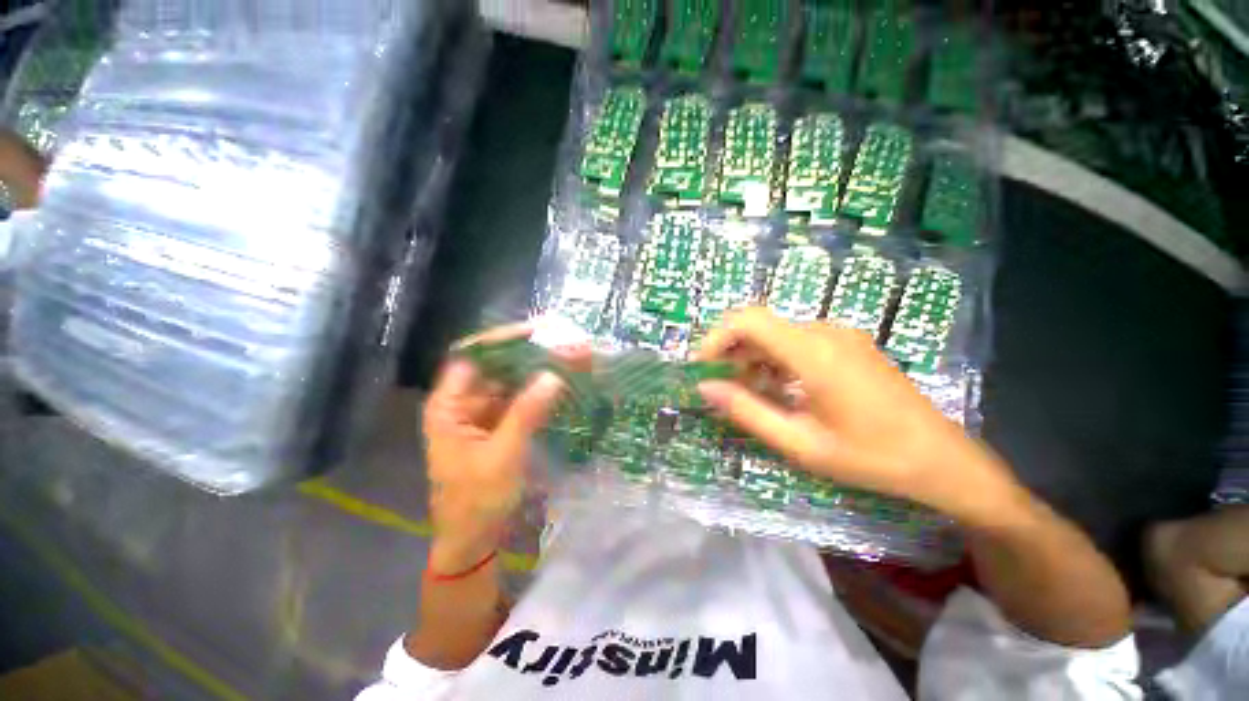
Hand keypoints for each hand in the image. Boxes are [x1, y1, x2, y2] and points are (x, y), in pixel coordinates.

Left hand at [422, 325, 565, 572]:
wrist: (473, 541)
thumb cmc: (476, 502)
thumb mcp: (502, 456)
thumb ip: (527, 413)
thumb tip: (553, 376)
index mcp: (449, 406)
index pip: (473, 356)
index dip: (504, 339)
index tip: (539, 331)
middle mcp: (464, 402)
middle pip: (497, 365)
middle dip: (532, 353)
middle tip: (566, 342)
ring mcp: (484, 413)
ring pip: (513, 380)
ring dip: (541, 369)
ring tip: (572, 357)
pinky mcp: (501, 424)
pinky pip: (522, 398)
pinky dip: (542, 390)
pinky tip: (564, 381)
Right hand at [695, 307, 1020, 524]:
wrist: (942, 460)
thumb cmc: (871, 457)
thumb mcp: (800, 444)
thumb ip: (747, 412)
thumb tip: (706, 388)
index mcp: (813, 353)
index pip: (748, 320)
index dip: (716, 338)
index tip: (702, 367)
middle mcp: (825, 332)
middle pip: (760, 325)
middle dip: (731, 352)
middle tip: (720, 386)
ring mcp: (840, 335)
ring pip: (777, 334)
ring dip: (753, 358)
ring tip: (747, 393)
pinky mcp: (848, 344)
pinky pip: (798, 342)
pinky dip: (775, 360)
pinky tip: (778, 389)